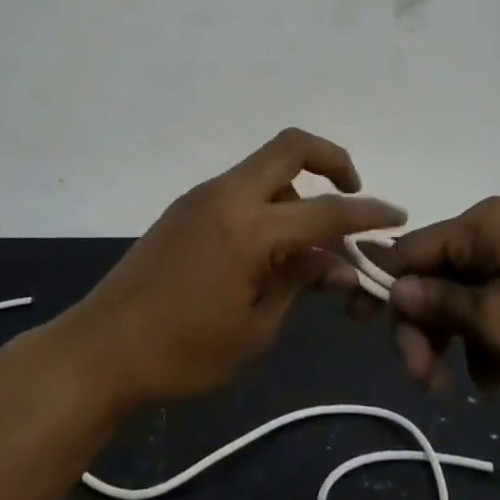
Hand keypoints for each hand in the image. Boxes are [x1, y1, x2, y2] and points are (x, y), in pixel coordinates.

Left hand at [64, 129, 404, 405]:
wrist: (101, 349)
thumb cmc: (183, 352)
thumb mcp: (255, 329)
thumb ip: (300, 284)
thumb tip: (338, 266)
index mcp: (250, 228)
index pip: (326, 210)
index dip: (368, 212)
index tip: (398, 216)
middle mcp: (228, 196)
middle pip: (291, 146)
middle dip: (333, 159)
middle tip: (352, 192)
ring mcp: (203, 197)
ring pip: (266, 167)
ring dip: (297, 190)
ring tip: (308, 248)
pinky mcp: (186, 208)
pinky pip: (241, 188)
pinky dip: (268, 203)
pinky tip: (270, 249)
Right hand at [370, 197, 499, 405]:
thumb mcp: (498, 322)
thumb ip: (439, 303)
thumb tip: (394, 287)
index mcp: (484, 224)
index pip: (412, 249)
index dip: (384, 287)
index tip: (356, 326)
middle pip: (438, 275)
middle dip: (426, 326)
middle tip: (422, 380)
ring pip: (467, 297)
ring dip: (457, 340)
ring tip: (467, 386)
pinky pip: (499, 307)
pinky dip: (490, 340)